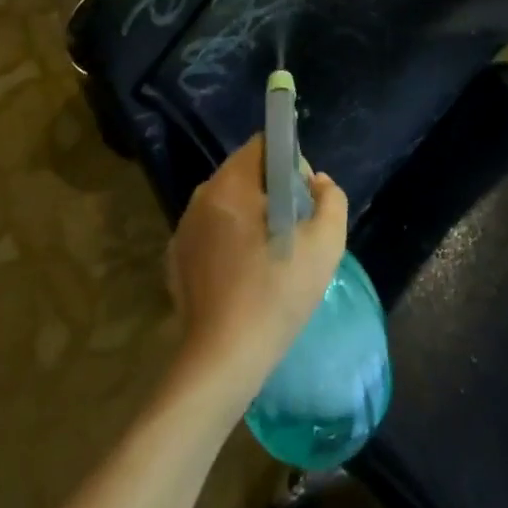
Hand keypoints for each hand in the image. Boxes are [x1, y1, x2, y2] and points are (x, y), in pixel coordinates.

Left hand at [166, 138, 347, 398]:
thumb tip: (316, 182)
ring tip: (269, 256)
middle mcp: (202, 196)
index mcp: (231, 183)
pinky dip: (229, 242)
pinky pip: (210, 232)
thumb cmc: (276, 294)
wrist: (222, 361)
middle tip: (292, 230)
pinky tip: (244, 276)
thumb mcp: (325, 243)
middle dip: (271, 191)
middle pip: (244, 173)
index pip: (263, 145)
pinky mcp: (176, 259)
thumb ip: (331, 199)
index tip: (303, 199)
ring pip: (227, 203)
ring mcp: (184, 229)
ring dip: (249, 216)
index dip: (290, 162)